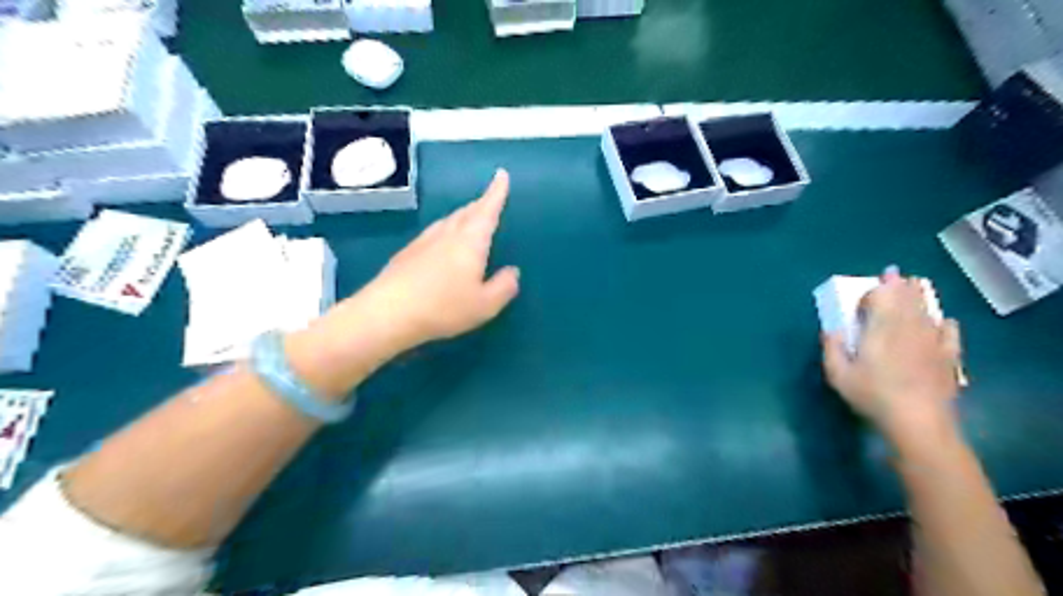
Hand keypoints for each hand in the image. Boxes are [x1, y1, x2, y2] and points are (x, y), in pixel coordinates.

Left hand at [357, 168, 522, 351]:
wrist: (388, 313)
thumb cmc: (443, 307)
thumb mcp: (485, 305)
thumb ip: (503, 287)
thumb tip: (513, 272)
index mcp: (470, 241)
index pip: (487, 210)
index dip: (496, 192)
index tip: (501, 174)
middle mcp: (447, 234)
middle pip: (466, 213)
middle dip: (480, 205)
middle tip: (489, 200)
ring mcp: (424, 242)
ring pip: (448, 222)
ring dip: (462, 217)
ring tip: (469, 220)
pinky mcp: (407, 253)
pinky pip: (434, 234)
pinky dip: (446, 231)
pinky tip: (442, 244)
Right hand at [826, 270, 968, 456]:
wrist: (918, 421)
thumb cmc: (872, 395)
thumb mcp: (838, 375)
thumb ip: (831, 348)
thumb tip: (831, 329)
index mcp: (880, 328)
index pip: (880, 297)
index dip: (871, 293)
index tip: (861, 302)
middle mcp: (908, 327)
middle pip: (905, 297)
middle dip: (897, 285)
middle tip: (893, 273)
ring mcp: (931, 341)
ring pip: (926, 309)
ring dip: (918, 295)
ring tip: (915, 283)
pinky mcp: (948, 356)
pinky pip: (949, 331)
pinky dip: (944, 322)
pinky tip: (942, 321)